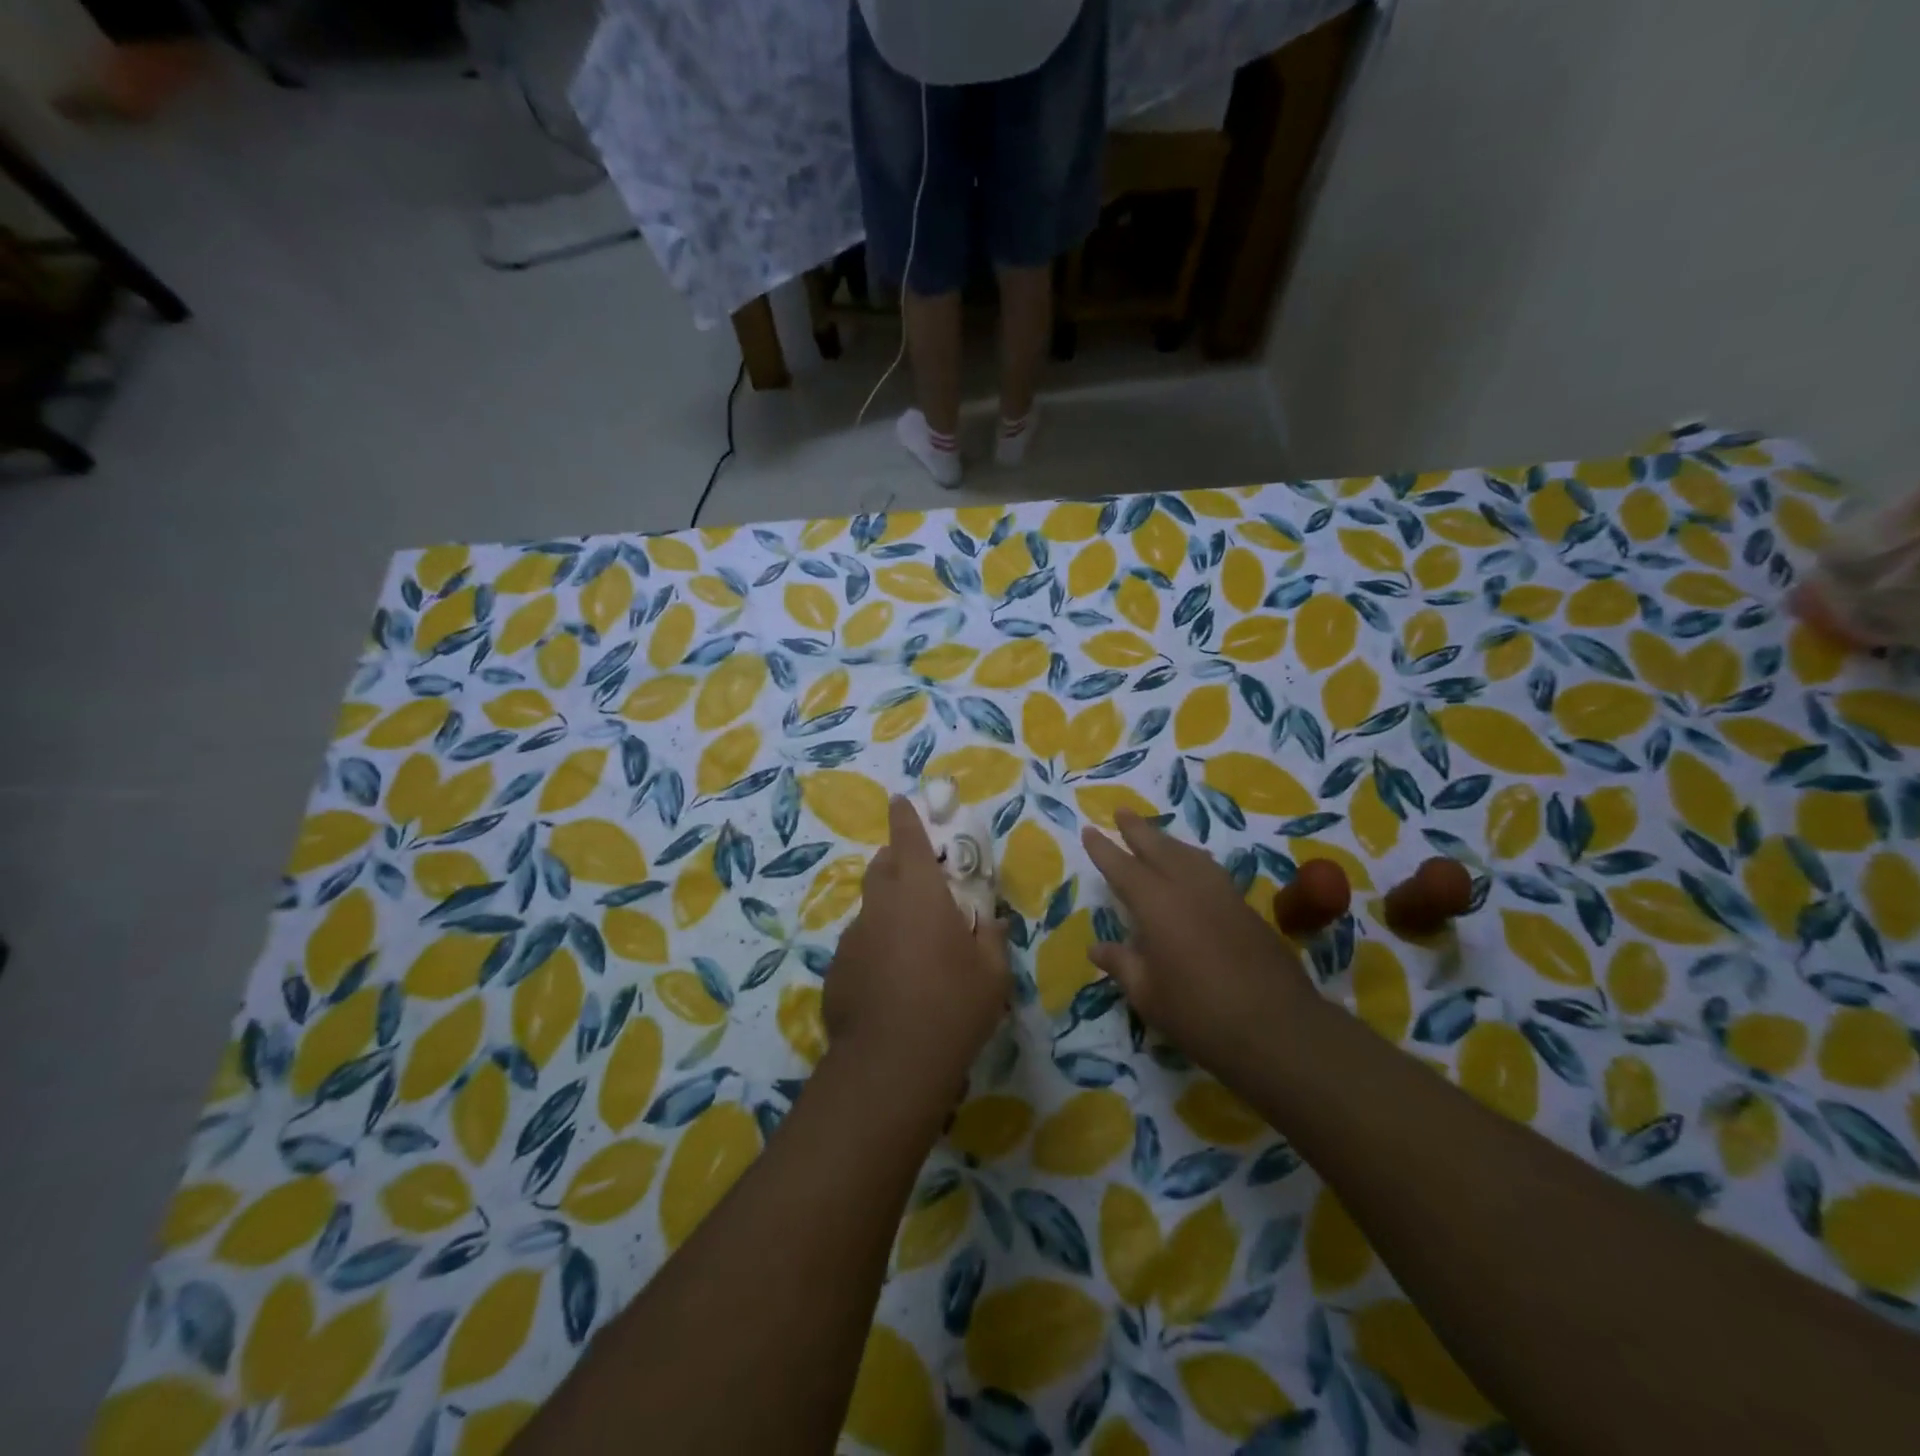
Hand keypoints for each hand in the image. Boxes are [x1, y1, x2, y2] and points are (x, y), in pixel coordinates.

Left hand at [823, 796, 1009, 1103]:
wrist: (890, 1064)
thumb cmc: (953, 1005)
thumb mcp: (993, 973)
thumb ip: (993, 938)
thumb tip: (994, 923)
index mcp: (919, 892)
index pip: (907, 837)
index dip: (905, 816)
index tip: (901, 801)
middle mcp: (880, 905)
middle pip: (882, 866)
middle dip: (898, 862)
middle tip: (922, 882)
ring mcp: (852, 937)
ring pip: (870, 908)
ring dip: (888, 910)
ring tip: (912, 944)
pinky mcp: (836, 970)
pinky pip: (860, 944)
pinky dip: (875, 947)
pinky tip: (891, 982)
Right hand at [1082, 810, 1320, 1080]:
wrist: (1278, 1030)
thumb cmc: (1200, 1015)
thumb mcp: (1148, 995)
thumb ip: (1122, 965)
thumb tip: (1096, 948)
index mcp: (1157, 905)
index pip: (1123, 868)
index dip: (1104, 850)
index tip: (1089, 830)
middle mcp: (1189, 888)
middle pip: (1159, 848)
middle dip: (1138, 829)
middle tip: (1121, 811)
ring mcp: (1222, 895)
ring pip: (1190, 854)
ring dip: (1168, 841)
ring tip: (1155, 835)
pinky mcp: (1246, 909)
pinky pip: (1211, 870)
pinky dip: (1193, 859)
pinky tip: (1193, 868)